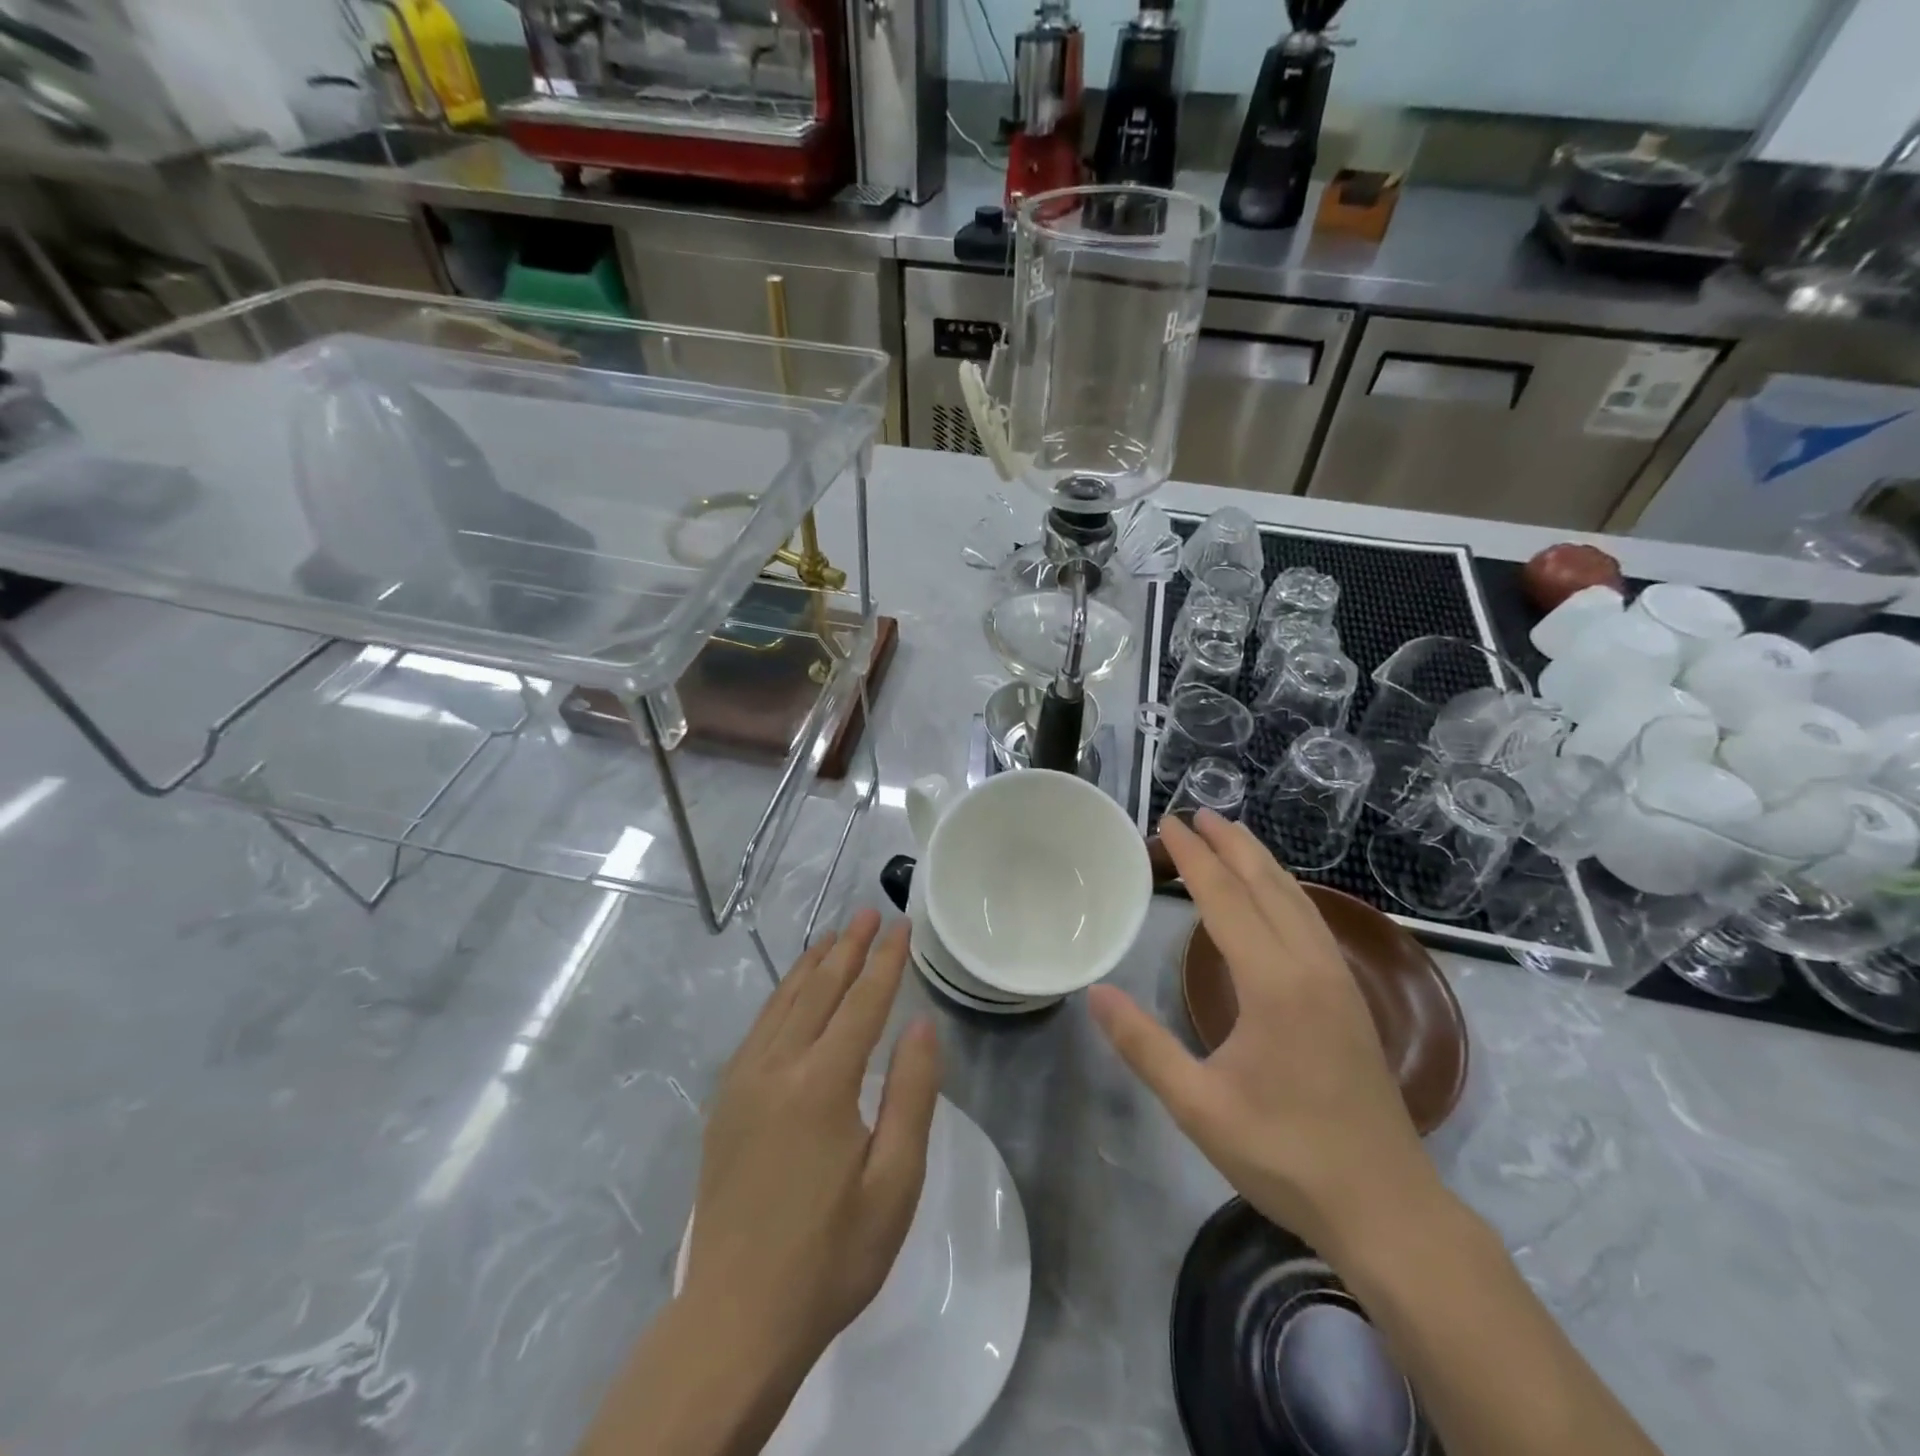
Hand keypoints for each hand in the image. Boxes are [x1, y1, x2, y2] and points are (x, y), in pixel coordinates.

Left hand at [682, 910, 941, 1380]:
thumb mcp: (894, 1183)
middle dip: (848, 948)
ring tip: (834, 937)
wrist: (736, 1317)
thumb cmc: (830, 1255)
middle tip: (870, 913)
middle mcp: (777, 1067)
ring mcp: (743, 1081)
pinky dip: (781, 996)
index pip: (862, 1002)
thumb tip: (920, 1024)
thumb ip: (911, 1095)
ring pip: (783, 1002)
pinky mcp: (725, 1101)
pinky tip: (792, 991)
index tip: (902, 925)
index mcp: (822, 1084)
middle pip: (819, 989)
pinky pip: (758, 1028)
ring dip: (812, 965)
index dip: (886, 961)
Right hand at [1088, 813, 1438, 1258]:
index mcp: (1274, 983)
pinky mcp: (1352, 998)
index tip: (1168, 824)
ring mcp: (1338, 980)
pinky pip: (1313, 921)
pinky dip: (1286, 891)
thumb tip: (1095, 993)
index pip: (1225, 899)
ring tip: (1232, 836)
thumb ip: (1144, 1046)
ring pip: (1297, 899)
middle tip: (1197, 813)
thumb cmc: (1286, 1155)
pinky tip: (1277, 896)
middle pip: (1267, 885)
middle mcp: (1311, 966)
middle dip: (1230, 845)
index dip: (1193, 858)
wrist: (1387, 1207)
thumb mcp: (1199, 1106)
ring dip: (1261, 862)